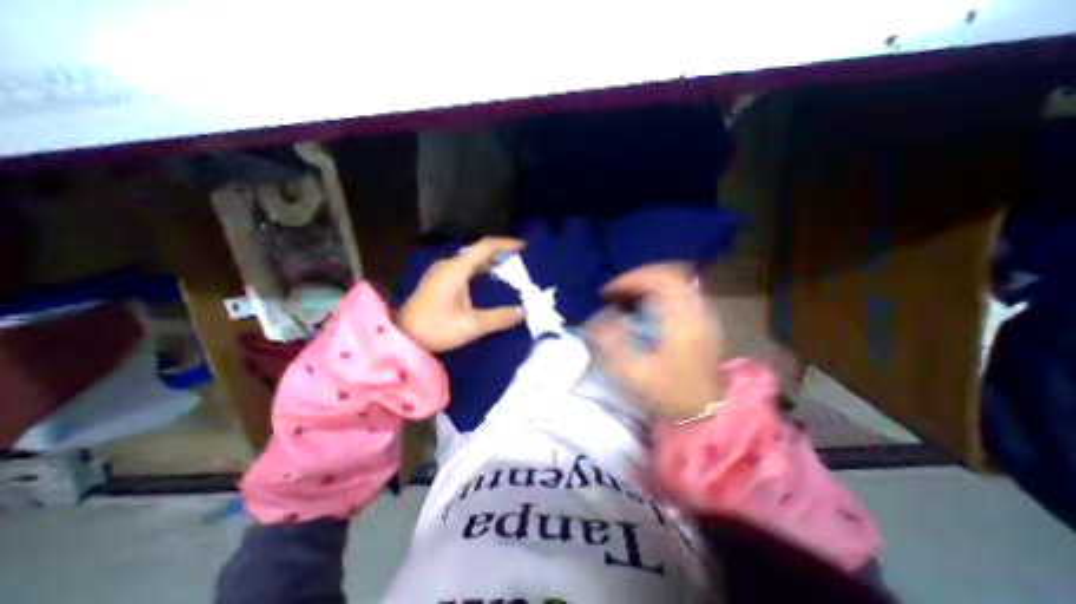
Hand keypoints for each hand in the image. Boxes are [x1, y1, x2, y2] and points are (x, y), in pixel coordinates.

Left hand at [396, 239, 528, 352]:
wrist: (401, 336)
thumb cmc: (436, 327)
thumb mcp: (472, 325)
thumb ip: (500, 317)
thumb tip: (522, 312)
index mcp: (457, 268)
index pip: (486, 246)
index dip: (507, 244)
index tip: (525, 248)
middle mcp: (449, 264)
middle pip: (479, 251)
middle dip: (501, 254)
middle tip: (522, 262)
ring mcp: (441, 272)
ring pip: (471, 260)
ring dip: (491, 263)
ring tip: (510, 270)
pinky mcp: (438, 281)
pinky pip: (465, 269)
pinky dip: (481, 271)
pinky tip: (489, 282)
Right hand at [585, 265, 727, 418]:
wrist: (708, 411)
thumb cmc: (672, 393)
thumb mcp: (635, 372)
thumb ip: (612, 343)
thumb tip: (595, 319)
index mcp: (682, 318)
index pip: (659, 279)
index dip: (629, 279)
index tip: (607, 292)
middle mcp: (696, 308)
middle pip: (668, 273)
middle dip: (637, 277)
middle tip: (615, 290)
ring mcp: (702, 312)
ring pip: (674, 281)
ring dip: (647, 283)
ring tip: (625, 295)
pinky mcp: (701, 320)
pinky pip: (678, 291)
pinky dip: (657, 291)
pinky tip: (644, 305)